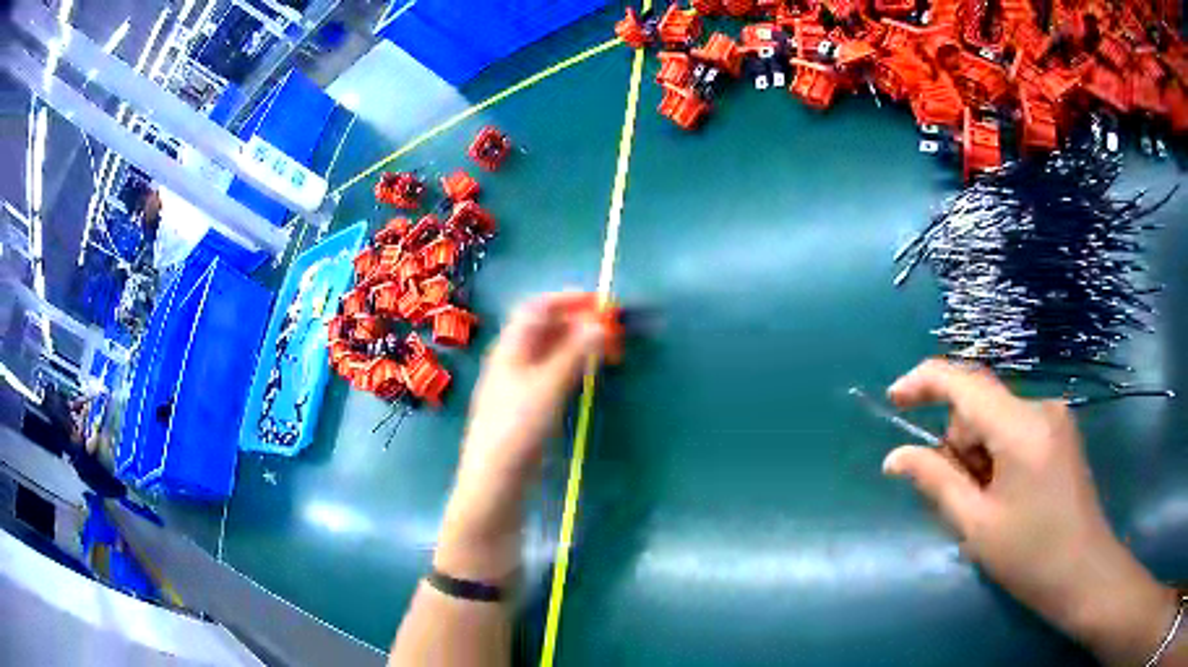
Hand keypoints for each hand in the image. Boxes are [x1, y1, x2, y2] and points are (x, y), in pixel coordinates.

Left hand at [435, 293, 606, 581]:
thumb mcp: (547, 388)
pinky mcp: (526, 407)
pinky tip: (588, 377)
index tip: (601, 303)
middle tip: (612, 329)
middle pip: (544, 328)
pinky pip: (552, 374)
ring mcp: (518, 385)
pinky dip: (573, 367)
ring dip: (578, 344)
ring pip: (550, 352)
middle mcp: (512, 361)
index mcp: (510, 349)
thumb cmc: (516, 431)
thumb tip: (599, 323)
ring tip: (607, 350)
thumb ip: (574, 354)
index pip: (536, 308)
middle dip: (578, 322)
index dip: (567, 299)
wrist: (494, 482)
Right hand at [883, 359, 1176, 666]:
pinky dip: (999, 456)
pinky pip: (1017, 429)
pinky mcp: (1061, 434)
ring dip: (979, 455)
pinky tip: (1006, 495)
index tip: (893, 398)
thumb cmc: (1031, 555)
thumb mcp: (977, 525)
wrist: (1084, 572)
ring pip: (998, 420)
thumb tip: (895, 458)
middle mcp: (1041, 408)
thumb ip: (936, 482)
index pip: (965, 382)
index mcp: (1021, 426)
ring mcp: (1056, 419)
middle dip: (959, 445)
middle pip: (981, 406)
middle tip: (960, 498)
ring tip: (986, 505)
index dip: (925, 381)